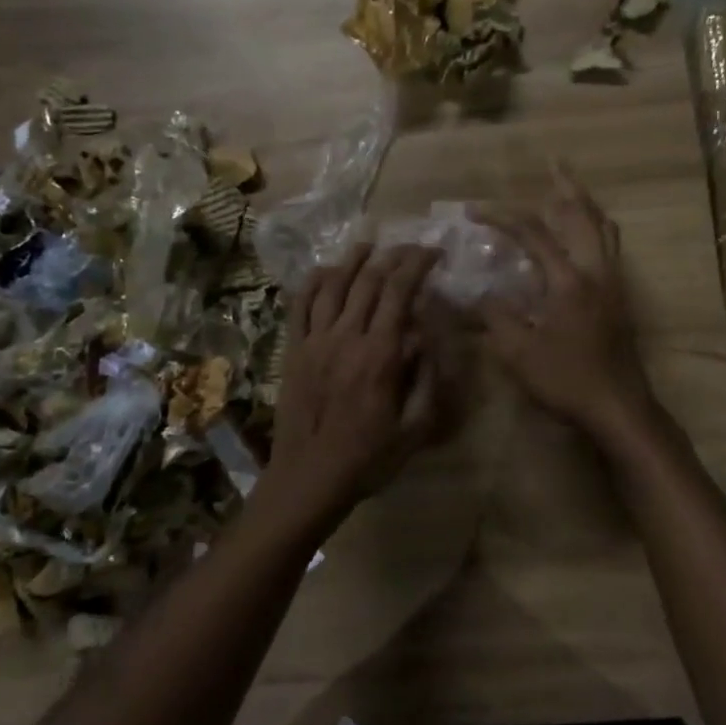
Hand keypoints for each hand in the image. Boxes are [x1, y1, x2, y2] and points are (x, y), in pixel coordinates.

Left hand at [262, 243, 451, 529]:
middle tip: (410, 248)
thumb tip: (427, 336)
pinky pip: (300, 306)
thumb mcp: (415, 428)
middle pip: (368, 281)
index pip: (399, 292)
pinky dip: (313, 282)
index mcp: (379, 355)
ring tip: (369, 245)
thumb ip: (427, 379)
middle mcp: (346, 337)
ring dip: (353, 260)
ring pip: (333, 285)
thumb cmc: (368, 458)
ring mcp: (314, 341)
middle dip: (393, 256)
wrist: (308, 479)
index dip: (417, 264)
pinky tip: (325, 271)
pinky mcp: (292, 350)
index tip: (433, 253)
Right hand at [476, 167, 658, 443]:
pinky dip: (595, 228)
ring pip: (605, 229)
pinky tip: (582, 237)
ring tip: (569, 191)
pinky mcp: (621, 298)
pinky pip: (610, 247)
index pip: (533, 234)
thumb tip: (482, 294)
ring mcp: (614, 283)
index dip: (501, 216)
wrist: (619, 408)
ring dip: (586, 205)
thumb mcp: (519, 353)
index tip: (474, 210)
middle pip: (584, 215)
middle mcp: (597, 272)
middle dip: (567, 186)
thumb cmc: (567, 380)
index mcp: (569, 281)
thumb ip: (497, 317)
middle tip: (554, 163)